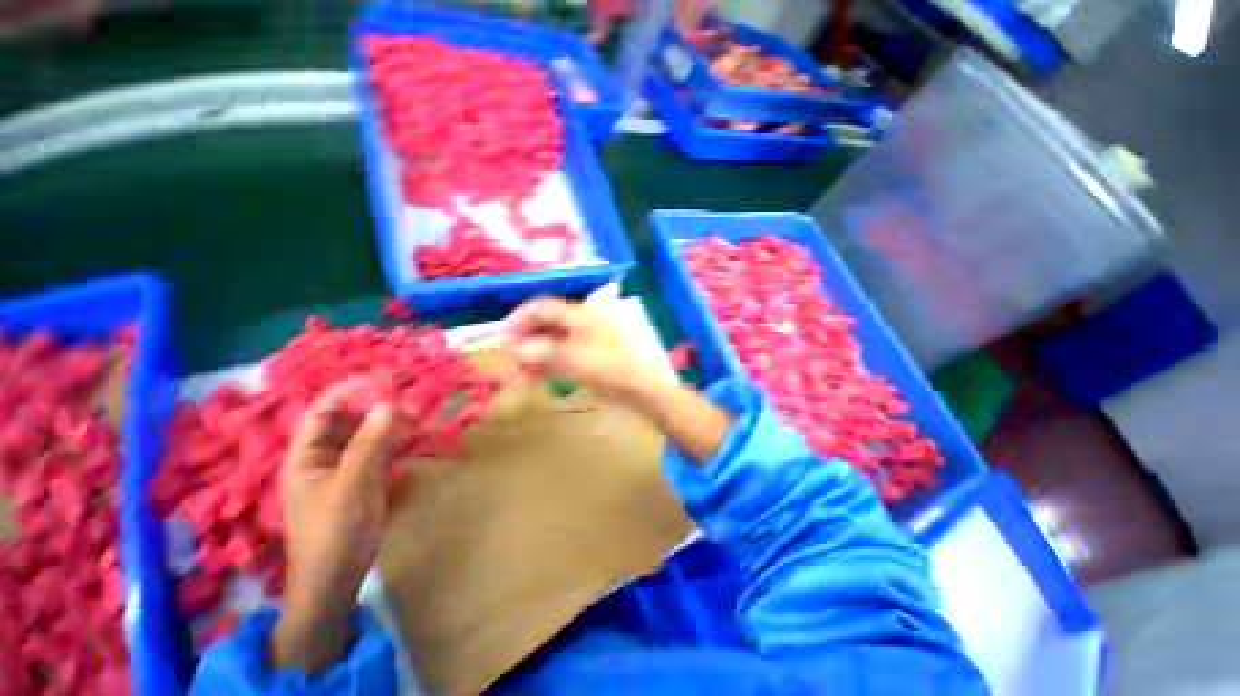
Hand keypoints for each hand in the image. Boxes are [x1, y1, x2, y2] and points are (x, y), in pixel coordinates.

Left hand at [272, 379, 394, 672]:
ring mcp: (345, 469)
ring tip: (418, 413)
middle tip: (408, 398)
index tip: (381, 380)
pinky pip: (380, 451)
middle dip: (376, 407)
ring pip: (368, 435)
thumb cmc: (333, 531)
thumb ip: (369, 443)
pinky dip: (397, 441)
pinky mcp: (364, 480)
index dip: (348, 392)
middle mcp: (323, 457)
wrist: (336, 578)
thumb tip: (388, 405)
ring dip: (391, 423)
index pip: (323, 412)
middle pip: (348, 421)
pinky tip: (415, 434)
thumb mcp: (351, 485)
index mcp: (305, 456)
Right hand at [503, 296, 673, 403]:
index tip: (502, 338)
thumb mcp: (574, 360)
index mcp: (582, 312)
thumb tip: (514, 349)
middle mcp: (584, 321)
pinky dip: (550, 365)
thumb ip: (541, 353)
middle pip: (547, 326)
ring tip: (519, 376)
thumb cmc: (613, 368)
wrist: (647, 389)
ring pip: (555, 343)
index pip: (543, 308)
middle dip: (526, 343)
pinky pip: (566, 356)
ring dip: (536, 358)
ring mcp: (589, 339)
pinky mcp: (592, 356)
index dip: (519, 320)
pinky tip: (536, 377)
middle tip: (510, 363)